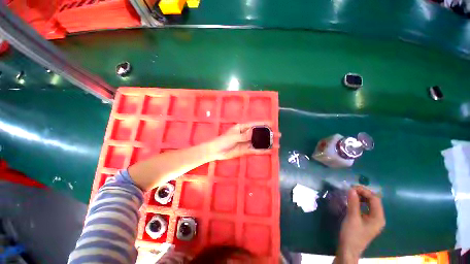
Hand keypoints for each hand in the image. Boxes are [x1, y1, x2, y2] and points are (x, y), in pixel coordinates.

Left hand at [206, 122, 275, 160]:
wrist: (216, 151)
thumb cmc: (223, 140)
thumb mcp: (234, 137)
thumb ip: (245, 135)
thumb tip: (256, 132)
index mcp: (242, 128)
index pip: (254, 125)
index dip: (264, 124)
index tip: (273, 124)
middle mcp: (246, 134)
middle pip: (258, 134)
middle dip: (268, 134)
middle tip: (278, 135)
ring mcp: (246, 143)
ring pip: (258, 142)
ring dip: (267, 143)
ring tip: (277, 144)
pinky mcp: (245, 150)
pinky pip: (254, 150)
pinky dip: (261, 151)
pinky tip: (269, 151)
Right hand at [336, 186, 384, 263]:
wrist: (348, 249)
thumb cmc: (352, 235)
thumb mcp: (352, 217)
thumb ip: (353, 203)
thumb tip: (352, 189)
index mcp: (378, 218)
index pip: (375, 199)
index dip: (364, 191)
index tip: (351, 187)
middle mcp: (378, 218)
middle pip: (373, 201)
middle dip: (362, 193)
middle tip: (350, 189)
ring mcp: (373, 220)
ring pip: (369, 204)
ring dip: (361, 197)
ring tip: (350, 193)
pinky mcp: (367, 221)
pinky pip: (365, 208)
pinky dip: (359, 202)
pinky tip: (352, 201)